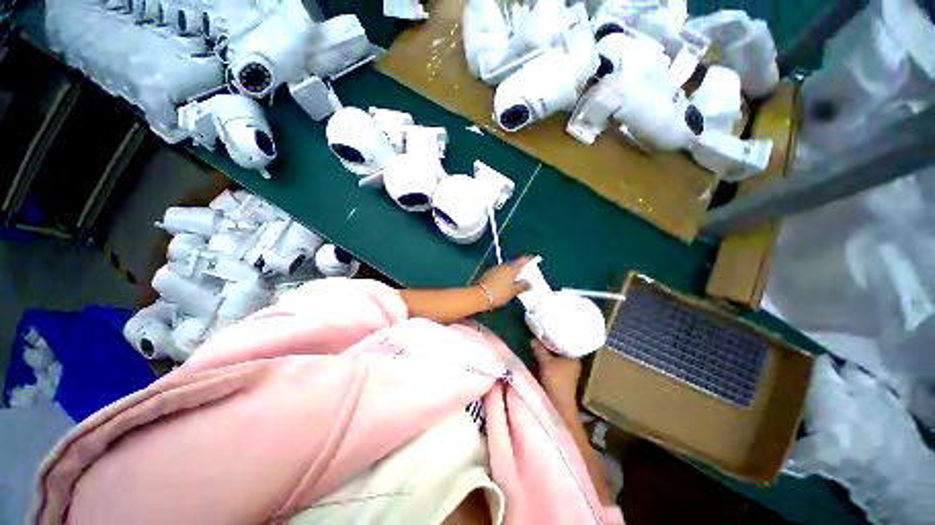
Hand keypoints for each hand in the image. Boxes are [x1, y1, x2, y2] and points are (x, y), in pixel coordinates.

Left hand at [475, 257, 532, 308]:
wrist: (478, 296)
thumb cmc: (498, 292)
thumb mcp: (513, 291)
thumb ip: (522, 286)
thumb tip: (529, 283)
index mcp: (511, 268)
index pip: (522, 260)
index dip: (529, 260)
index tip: (534, 259)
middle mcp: (503, 266)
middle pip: (514, 264)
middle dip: (520, 268)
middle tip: (527, 273)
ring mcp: (495, 270)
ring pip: (507, 269)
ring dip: (513, 273)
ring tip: (518, 280)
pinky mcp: (489, 275)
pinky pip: (501, 273)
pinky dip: (506, 276)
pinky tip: (507, 283)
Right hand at [531, 338, 580, 405]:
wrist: (558, 405)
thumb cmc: (556, 380)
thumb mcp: (545, 362)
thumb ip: (539, 349)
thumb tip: (533, 338)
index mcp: (574, 357)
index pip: (566, 342)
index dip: (557, 336)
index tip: (547, 329)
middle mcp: (573, 363)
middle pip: (560, 350)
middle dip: (550, 344)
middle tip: (540, 335)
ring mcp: (567, 371)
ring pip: (556, 357)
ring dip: (548, 353)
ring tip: (538, 343)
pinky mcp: (561, 378)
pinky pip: (554, 364)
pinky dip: (548, 360)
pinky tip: (540, 356)